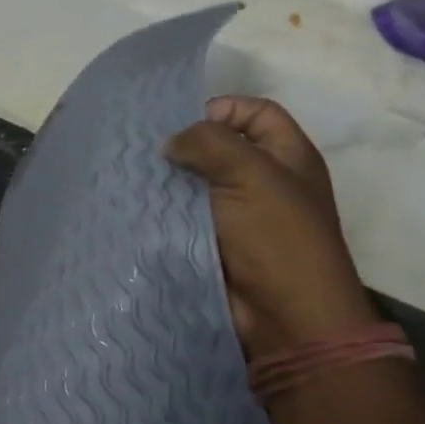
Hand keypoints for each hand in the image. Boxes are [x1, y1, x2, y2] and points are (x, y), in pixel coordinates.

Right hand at [165, 96, 376, 363]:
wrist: (285, 315)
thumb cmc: (276, 237)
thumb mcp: (250, 174)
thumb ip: (209, 143)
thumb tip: (173, 143)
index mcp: (288, 157)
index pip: (257, 112)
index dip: (224, 108)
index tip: (183, 122)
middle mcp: (266, 182)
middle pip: (224, 149)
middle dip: (188, 146)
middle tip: (149, 151)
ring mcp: (241, 217)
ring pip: (201, 186)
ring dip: (173, 182)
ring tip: (136, 178)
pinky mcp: (218, 246)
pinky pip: (189, 219)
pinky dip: (168, 213)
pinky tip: (141, 209)